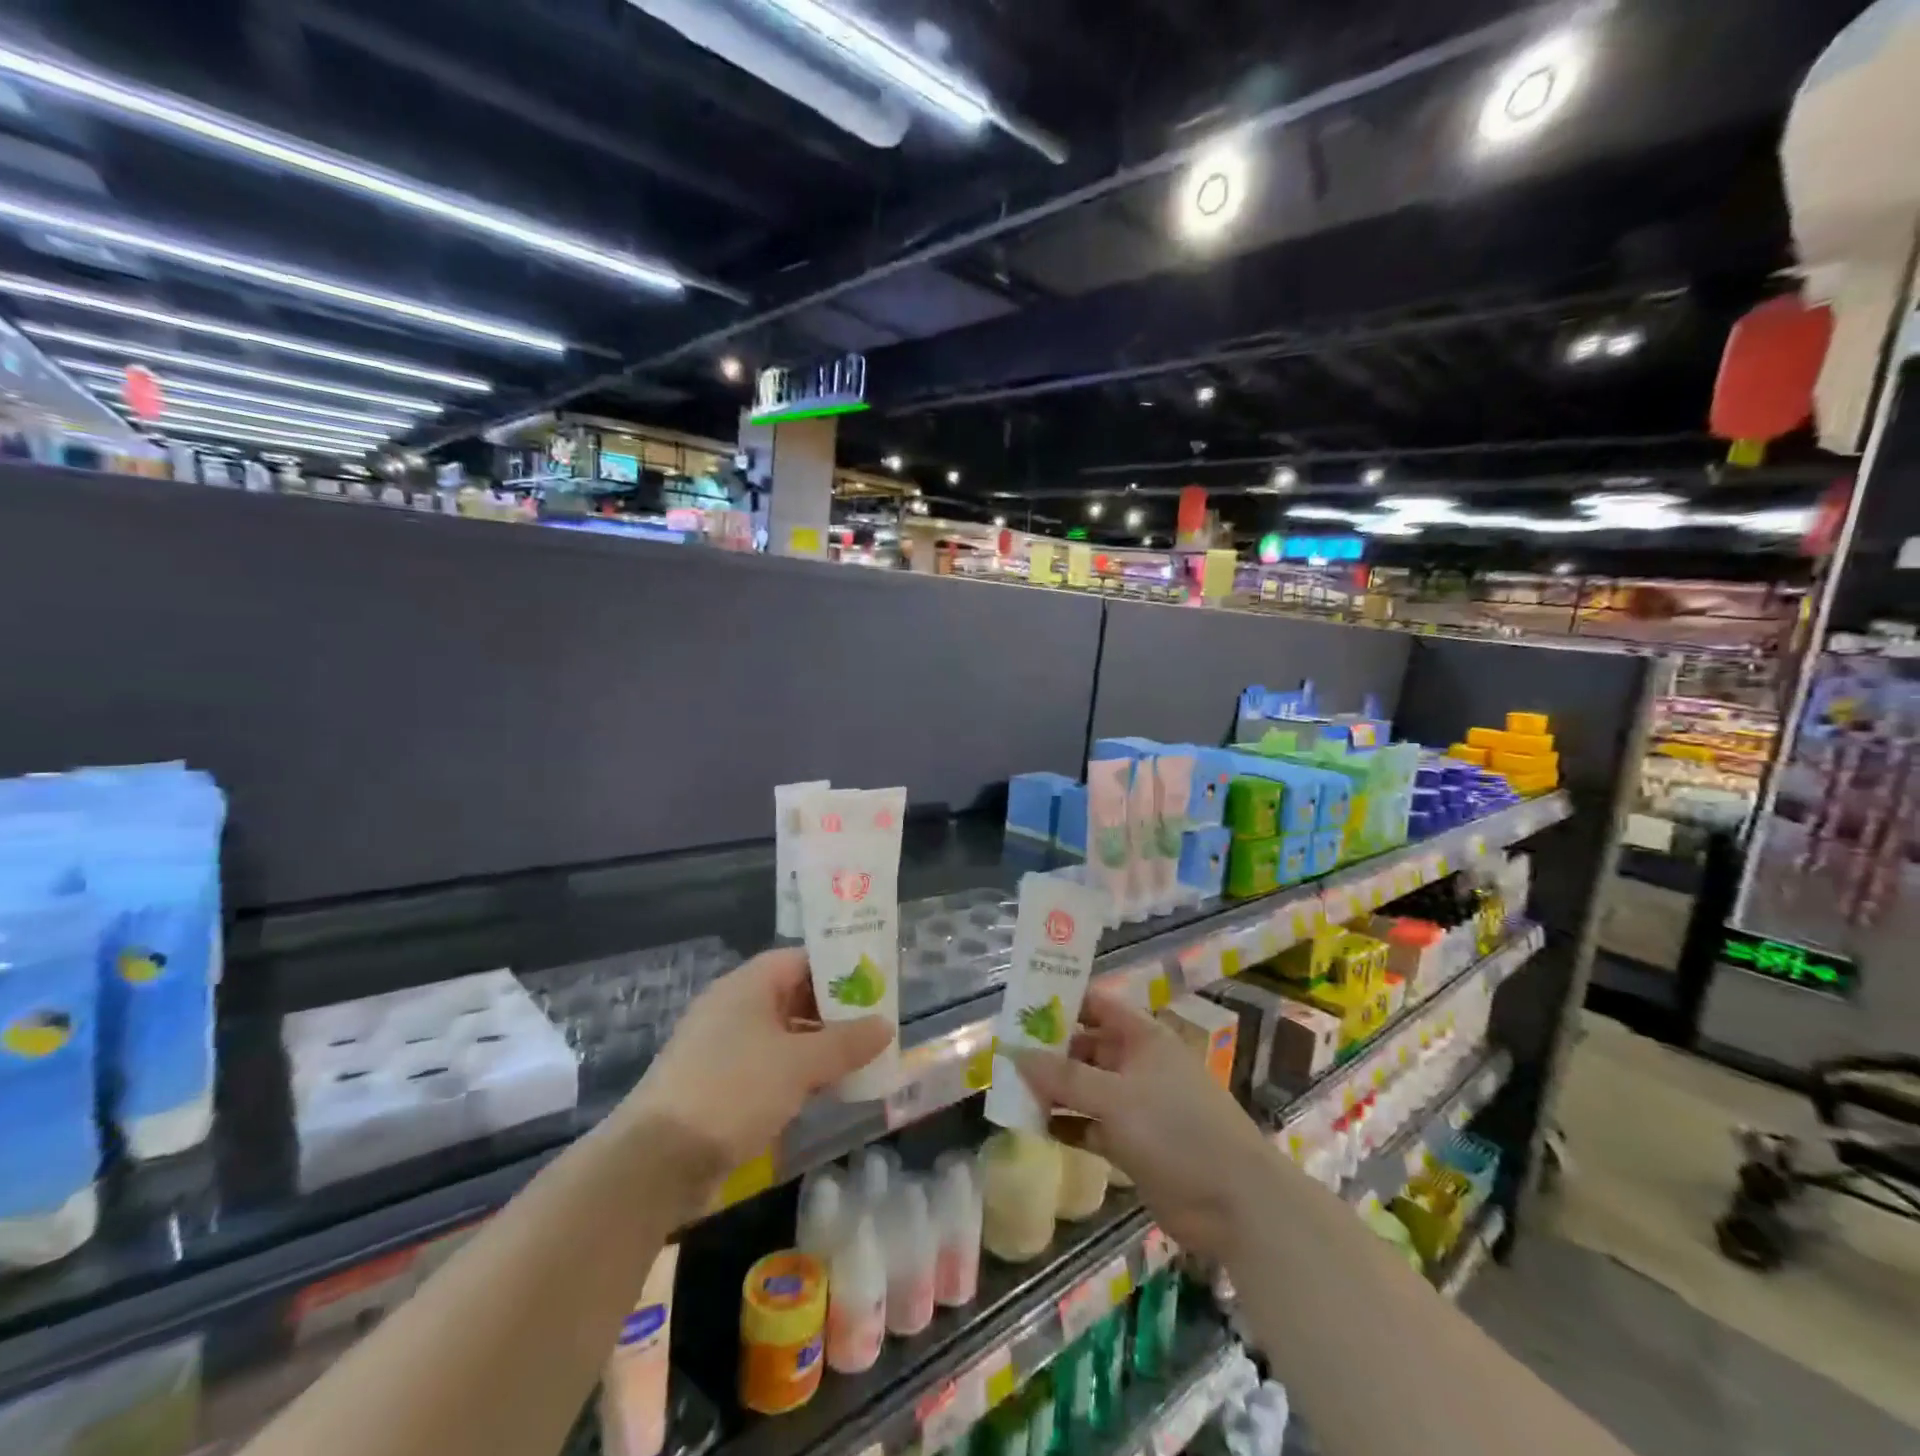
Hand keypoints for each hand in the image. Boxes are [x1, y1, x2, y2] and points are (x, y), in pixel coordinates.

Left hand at [623, 948, 890, 1190]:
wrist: (656, 1161)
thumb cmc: (734, 1090)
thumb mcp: (800, 1064)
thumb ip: (846, 1043)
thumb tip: (886, 1025)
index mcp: (748, 985)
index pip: (801, 959)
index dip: (838, 969)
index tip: (873, 986)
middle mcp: (732, 1007)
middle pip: (792, 996)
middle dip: (833, 1013)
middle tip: (872, 1028)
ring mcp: (720, 1046)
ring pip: (780, 1034)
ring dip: (816, 1047)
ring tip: (856, 1062)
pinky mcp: (715, 1083)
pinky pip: (765, 1065)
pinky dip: (794, 1073)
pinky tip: (821, 1092)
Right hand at [1012, 983, 1276, 1261]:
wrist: (1235, 1203)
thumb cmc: (1177, 1130)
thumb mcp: (1115, 1098)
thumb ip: (1064, 1077)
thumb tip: (1014, 1053)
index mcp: (1141, 1037)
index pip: (1094, 1004)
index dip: (1060, 1001)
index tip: (1020, 1006)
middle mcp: (1136, 1063)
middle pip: (1084, 1046)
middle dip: (1048, 1051)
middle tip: (1004, 1055)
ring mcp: (1135, 1104)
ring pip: (1084, 1087)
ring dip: (1053, 1090)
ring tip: (1010, 1091)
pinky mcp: (1132, 1142)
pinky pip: (1090, 1124)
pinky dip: (1066, 1123)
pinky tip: (1035, 1126)